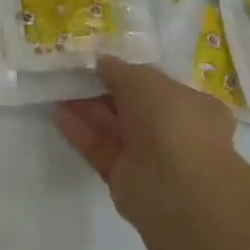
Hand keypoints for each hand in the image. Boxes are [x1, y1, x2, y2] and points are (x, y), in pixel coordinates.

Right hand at [55, 56, 237, 232]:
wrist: (176, 187)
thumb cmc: (172, 122)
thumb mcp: (144, 80)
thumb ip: (119, 70)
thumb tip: (101, 62)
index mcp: (193, 106)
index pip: (157, 85)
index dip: (128, 72)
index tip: (99, 62)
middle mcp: (173, 131)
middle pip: (131, 106)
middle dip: (102, 90)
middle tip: (71, 73)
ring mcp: (149, 156)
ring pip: (112, 127)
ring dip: (86, 109)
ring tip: (57, 89)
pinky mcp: (123, 176)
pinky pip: (99, 148)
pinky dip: (80, 132)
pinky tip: (58, 114)